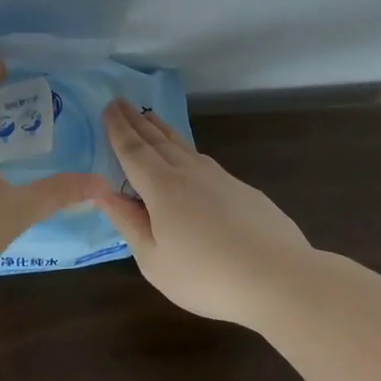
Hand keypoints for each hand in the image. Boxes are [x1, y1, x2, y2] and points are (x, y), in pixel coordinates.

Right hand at [95, 101, 315, 323]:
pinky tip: (188, 155)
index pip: (132, 150)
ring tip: (150, 118)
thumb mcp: (154, 259)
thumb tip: (101, 192)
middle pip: (157, 140)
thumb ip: (127, 222)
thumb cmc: (206, 276)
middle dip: (136, 121)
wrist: (279, 279)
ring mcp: (219, 178)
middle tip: (121, 102)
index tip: (107, 107)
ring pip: (183, 145)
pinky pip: (203, 160)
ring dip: (162, 130)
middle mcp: (188, 172)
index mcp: (161, 188)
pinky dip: (186, 149)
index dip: (118, 129)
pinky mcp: (242, 189)